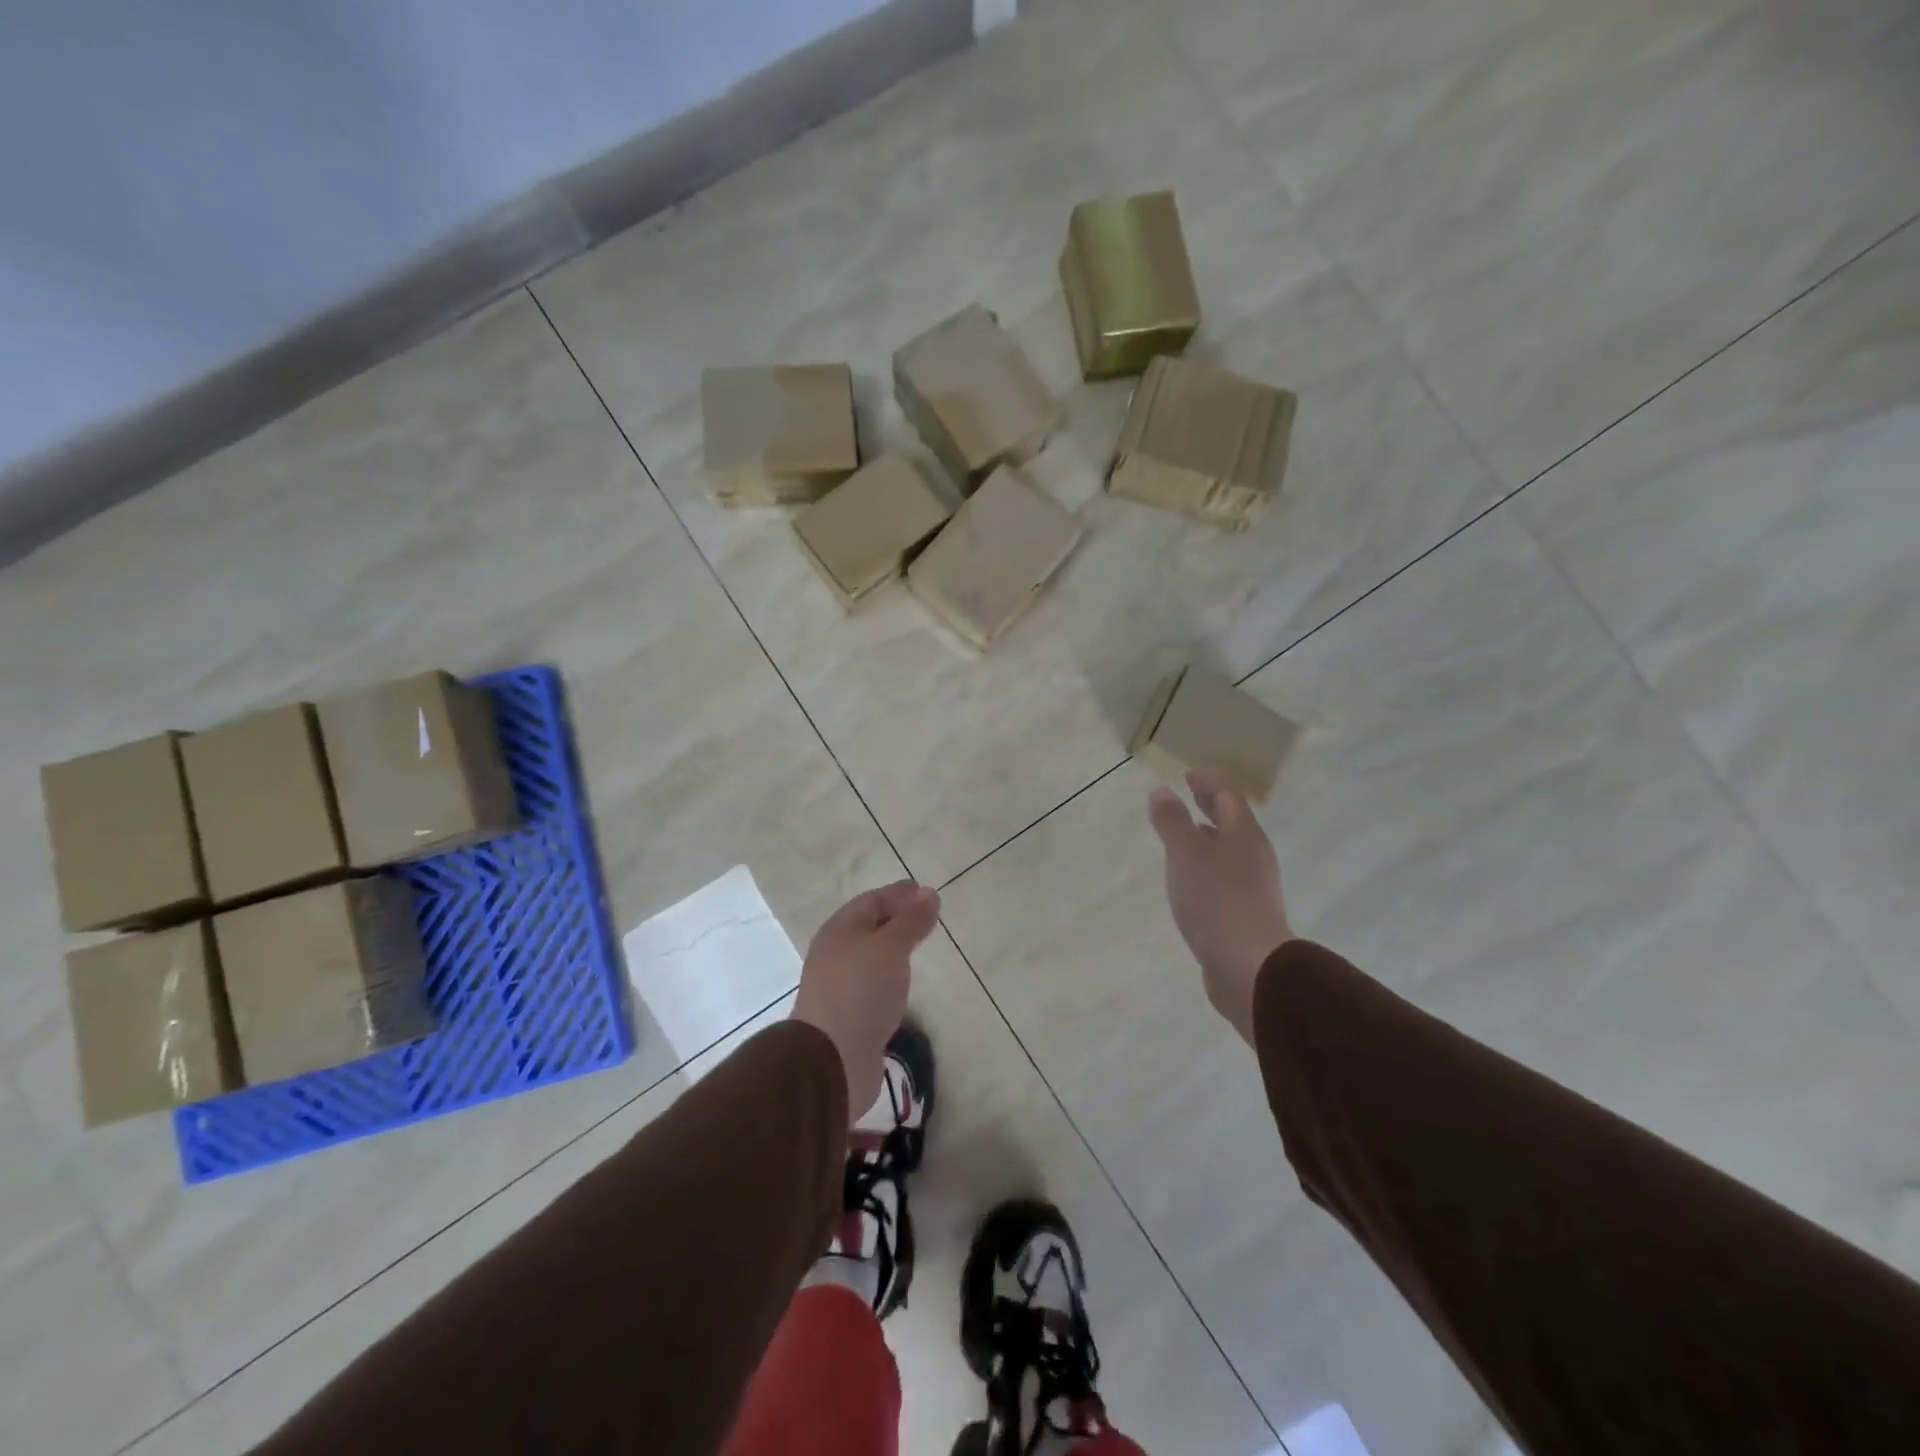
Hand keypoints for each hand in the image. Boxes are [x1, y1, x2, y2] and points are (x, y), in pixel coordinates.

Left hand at [791, 880, 940, 1114]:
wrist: (832, 1058)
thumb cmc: (861, 991)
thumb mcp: (890, 947)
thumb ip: (911, 921)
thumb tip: (929, 893)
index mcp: (840, 929)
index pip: (872, 901)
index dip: (898, 894)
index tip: (924, 890)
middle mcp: (836, 953)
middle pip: (869, 926)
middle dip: (896, 918)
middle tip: (926, 915)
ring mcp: (841, 985)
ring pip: (870, 956)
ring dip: (892, 948)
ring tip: (917, 946)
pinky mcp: (849, 1013)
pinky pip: (873, 983)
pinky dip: (889, 975)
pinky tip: (903, 982)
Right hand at [1147, 769, 1293, 1044]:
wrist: (1249, 966)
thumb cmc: (1216, 899)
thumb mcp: (1185, 853)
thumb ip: (1172, 821)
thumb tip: (1161, 791)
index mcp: (1244, 835)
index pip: (1228, 797)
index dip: (1209, 782)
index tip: (1190, 773)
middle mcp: (1254, 856)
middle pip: (1233, 822)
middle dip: (1211, 806)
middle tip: (1191, 794)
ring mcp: (1254, 887)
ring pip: (1230, 851)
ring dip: (1210, 837)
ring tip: (1188, 835)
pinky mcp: (1247, 914)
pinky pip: (1226, 878)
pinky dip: (1209, 866)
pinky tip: (1193, 880)